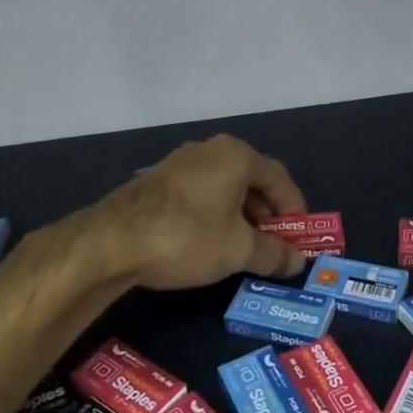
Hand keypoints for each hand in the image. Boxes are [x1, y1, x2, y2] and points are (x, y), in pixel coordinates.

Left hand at [90, 135, 307, 290]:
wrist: (113, 241)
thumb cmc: (188, 236)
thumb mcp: (238, 250)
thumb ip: (273, 254)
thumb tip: (297, 261)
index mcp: (236, 156)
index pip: (279, 178)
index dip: (294, 208)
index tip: (299, 236)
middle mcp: (210, 150)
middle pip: (251, 180)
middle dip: (267, 215)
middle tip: (274, 244)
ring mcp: (180, 163)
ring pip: (224, 188)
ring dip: (240, 216)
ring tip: (244, 248)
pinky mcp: (158, 181)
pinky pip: (200, 194)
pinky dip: (214, 215)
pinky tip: (210, 243)